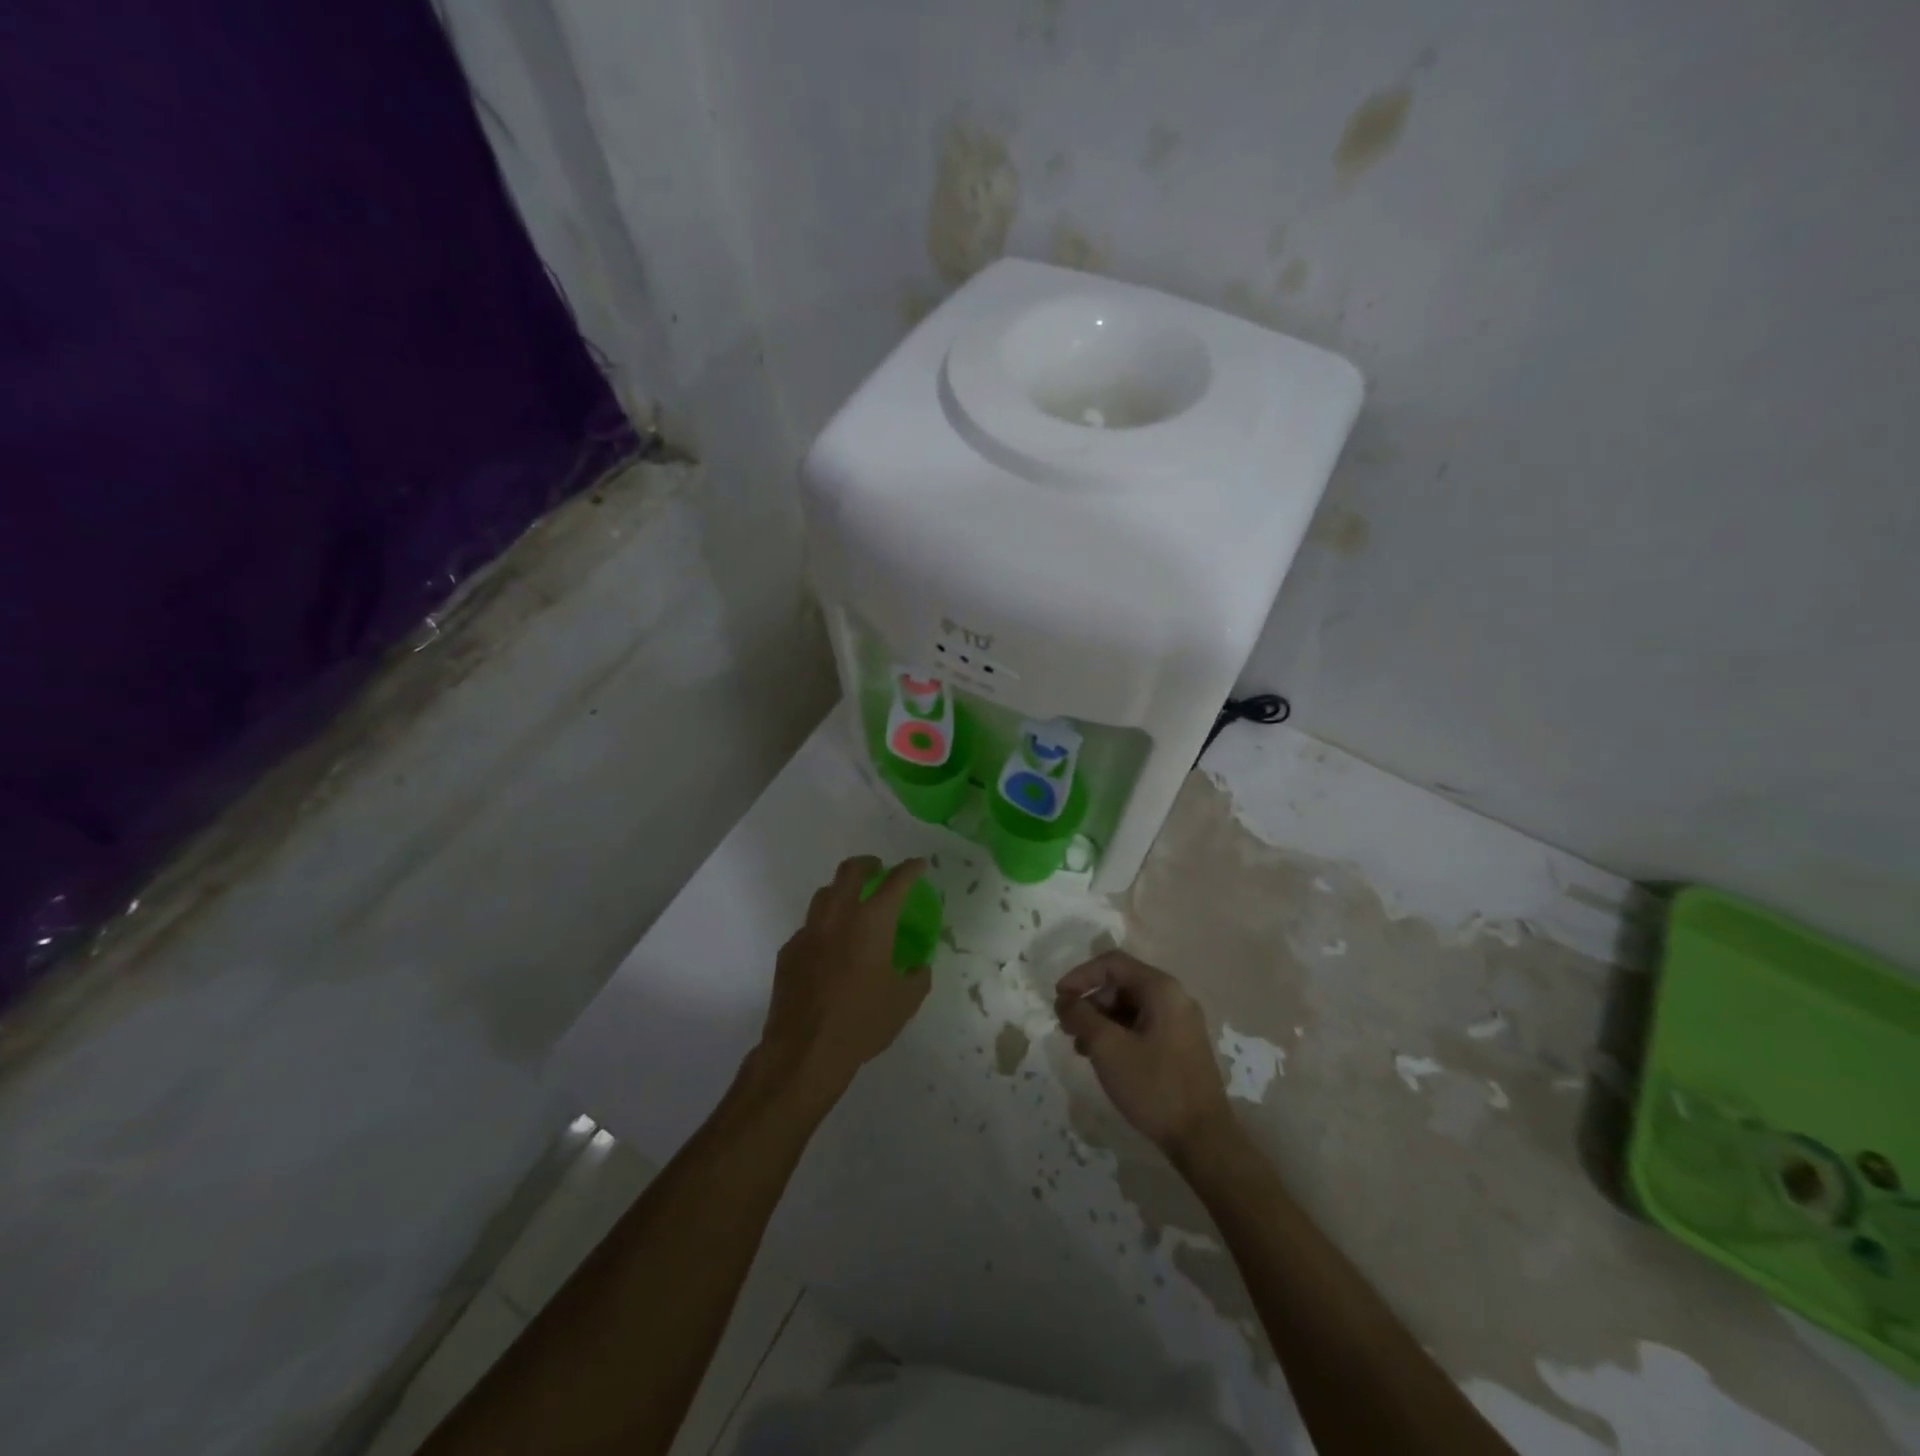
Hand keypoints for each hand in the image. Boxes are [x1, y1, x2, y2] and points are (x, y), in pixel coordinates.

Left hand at [758, 856, 931, 1106]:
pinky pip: (809, 927)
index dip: (910, 869)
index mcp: (872, 922)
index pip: (896, 882)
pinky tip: (830, 948)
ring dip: (842, 891)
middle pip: (850, 871)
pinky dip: (824, 926)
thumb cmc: (862, 1023)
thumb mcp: (904, 1002)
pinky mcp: (789, 951)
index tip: (919, 865)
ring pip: (824, 894)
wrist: (804, 1051)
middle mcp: (838, 917)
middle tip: (879, 870)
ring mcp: (808, 932)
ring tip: (853, 905)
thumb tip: (918, 967)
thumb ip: (916, 977)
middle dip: (868, 864)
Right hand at [1055, 950, 1234, 1158]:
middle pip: (1122, 984)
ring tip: (1081, 1048)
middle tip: (1067, 1027)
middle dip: (1090, 1002)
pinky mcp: (1181, 1046)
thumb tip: (1065, 1000)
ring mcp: (1181, 1023)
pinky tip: (1104, 1059)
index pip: (1113, 963)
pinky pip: (1143, 1026)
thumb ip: (1081, 1016)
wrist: (1203, 1139)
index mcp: (1161, 989)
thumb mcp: (1107, 1047)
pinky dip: (1119, 1034)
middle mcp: (1175, 997)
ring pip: (1131, 1007)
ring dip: (1102, 1021)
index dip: (1081, 975)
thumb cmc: (1154, 1085)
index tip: (1058, 998)